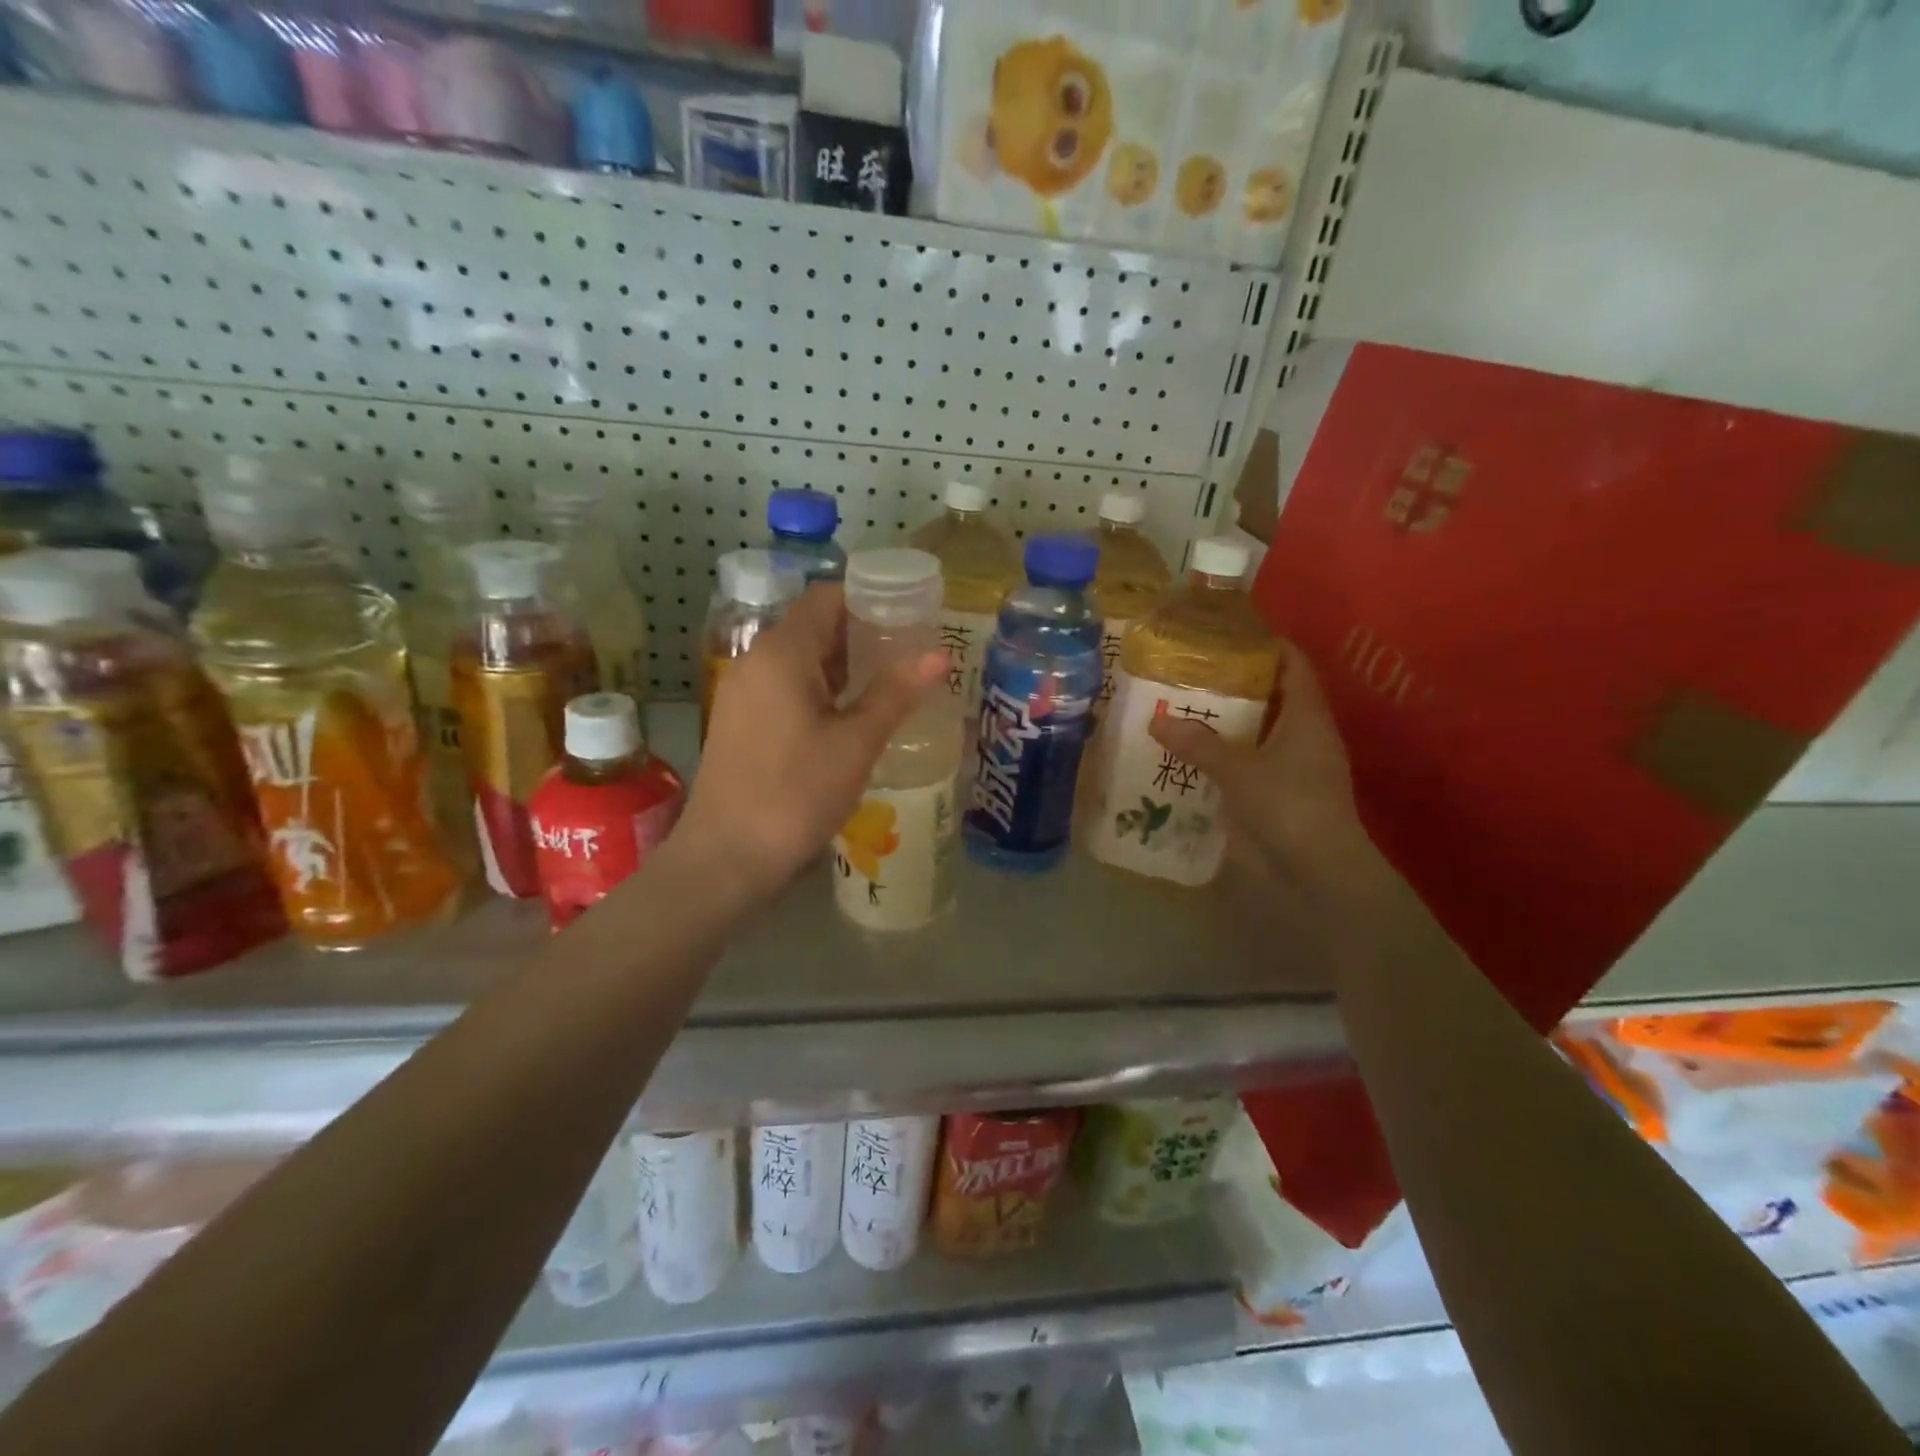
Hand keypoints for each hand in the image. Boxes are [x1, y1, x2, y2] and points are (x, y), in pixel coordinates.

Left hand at [678, 583, 947, 906]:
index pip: (826, 598)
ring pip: (801, 660)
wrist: (726, 858)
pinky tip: (854, 715)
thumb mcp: (855, 744)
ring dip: (844, 665)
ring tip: (892, 681)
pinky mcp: (743, 722)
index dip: (870, 599)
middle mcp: (756, 661)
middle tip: (912, 651)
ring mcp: (745, 693)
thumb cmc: (795, 795)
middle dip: (863, 634)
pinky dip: (822, 690)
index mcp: (782, 653)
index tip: (911, 615)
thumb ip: (895, 693)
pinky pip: (788, 687)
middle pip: (814, 626)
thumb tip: (939, 656)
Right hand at [1149, 639, 1382, 910]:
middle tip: (1195, 672)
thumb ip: (1198, 744)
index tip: (1226, 636)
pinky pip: (1258, 756)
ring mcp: (1300, 763)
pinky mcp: (1288, 789)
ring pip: (1265, 727)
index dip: (1266, 645)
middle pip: (1275, 693)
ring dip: (1233, 718)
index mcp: (1307, 715)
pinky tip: (1202, 751)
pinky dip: (1234, 749)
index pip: (1292, 663)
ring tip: (1190, 707)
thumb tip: (1156, 722)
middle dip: (1238, 682)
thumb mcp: (1238, 771)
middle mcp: (1307, 732)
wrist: (1322, 869)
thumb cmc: (1288, 806)